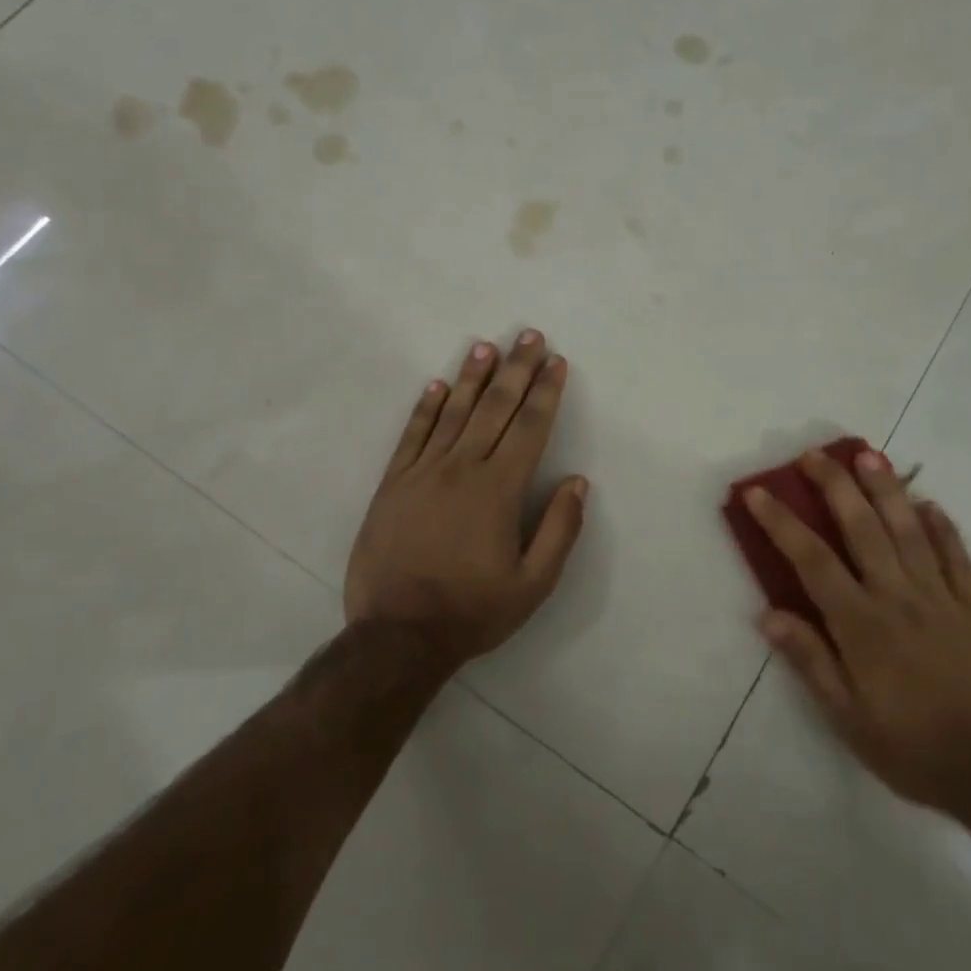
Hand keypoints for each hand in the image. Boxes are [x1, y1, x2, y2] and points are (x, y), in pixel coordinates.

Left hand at [345, 330, 588, 663]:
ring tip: (487, 347)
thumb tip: (578, 482)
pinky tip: (438, 385)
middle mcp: (462, 469)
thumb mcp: (532, 585)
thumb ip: (559, 530)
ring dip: (473, 377)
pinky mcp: (393, 484)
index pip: (530, 427)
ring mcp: (423, 473)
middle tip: (529, 336)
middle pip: (495, 408)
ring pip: (453, 412)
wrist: (397, 635)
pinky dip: (426, 407)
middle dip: (516, 369)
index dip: (546, 392)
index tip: (556, 362)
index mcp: (499, 490)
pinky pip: (412, 435)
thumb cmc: (472, 610)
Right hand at [746, 449, 970, 822]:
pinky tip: (932, 504)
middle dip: (835, 486)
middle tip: (815, 454)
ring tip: (869, 456)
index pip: (811, 560)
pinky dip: (945, 528)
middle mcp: (898, 597)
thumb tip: (768, 613)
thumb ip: (810, 661)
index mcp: (861, 624)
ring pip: (909, 531)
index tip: (758, 492)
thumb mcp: (848, 718)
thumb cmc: (914, 750)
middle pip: (862, 528)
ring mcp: (942, 598)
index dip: (781, 522)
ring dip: (886, 490)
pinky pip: (959, 558)